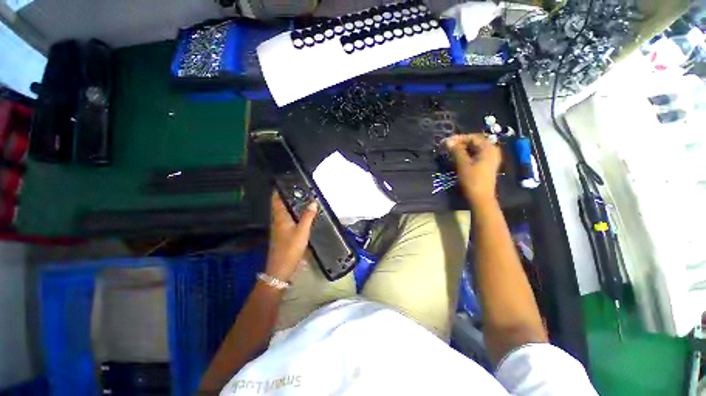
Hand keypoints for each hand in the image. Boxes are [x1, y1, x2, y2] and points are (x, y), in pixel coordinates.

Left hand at [265, 191, 317, 281]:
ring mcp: (278, 228)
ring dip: (290, 205)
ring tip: (301, 200)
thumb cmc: (290, 248)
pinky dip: (292, 214)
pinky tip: (300, 216)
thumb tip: (313, 202)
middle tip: (298, 189)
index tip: (286, 182)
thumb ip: (308, 216)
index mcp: (280, 217)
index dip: (278, 190)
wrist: (281, 268)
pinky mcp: (282, 235)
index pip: (276, 200)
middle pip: (279, 205)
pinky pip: (286, 220)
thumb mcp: (302, 231)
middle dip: (286, 196)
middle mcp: (277, 221)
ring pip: (283, 213)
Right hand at [446, 134, 501, 203]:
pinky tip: (458, 158)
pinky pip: (476, 155)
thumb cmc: (472, 180)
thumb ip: (456, 151)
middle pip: (475, 142)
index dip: (458, 138)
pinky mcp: (487, 165)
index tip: (446, 141)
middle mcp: (492, 151)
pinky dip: (467, 154)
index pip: (472, 137)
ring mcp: (491, 158)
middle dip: (460, 143)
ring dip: (463, 149)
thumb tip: (448, 141)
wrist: (481, 198)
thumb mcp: (463, 164)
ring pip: (475, 149)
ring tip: (451, 151)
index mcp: (488, 148)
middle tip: (448, 146)